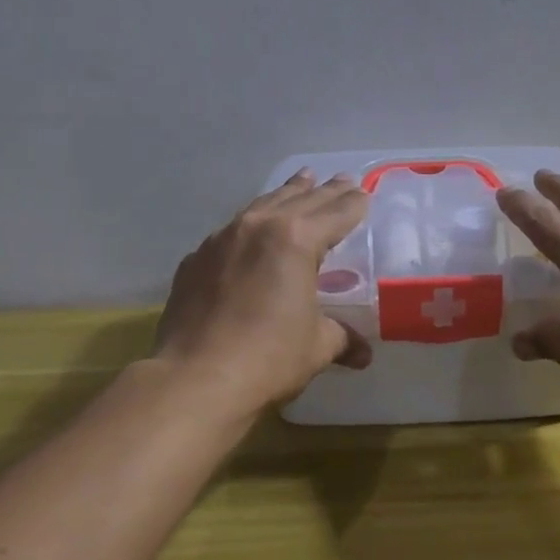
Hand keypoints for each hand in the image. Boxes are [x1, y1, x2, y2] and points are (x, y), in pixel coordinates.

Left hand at [153, 170, 372, 414]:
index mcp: (296, 239)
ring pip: (261, 205)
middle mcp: (259, 226)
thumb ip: (342, 338)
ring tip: (301, 181)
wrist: (195, 379)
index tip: (365, 193)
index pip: (335, 213)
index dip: (354, 204)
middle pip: (300, 200)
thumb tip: (362, 354)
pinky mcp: (195, 260)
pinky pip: (231, 231)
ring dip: (286, 194)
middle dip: (325, 191)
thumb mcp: (317, 346)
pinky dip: (250, 225)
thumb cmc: (269, 358)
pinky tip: (252, 231)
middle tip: (343, 179)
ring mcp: (221, 240)